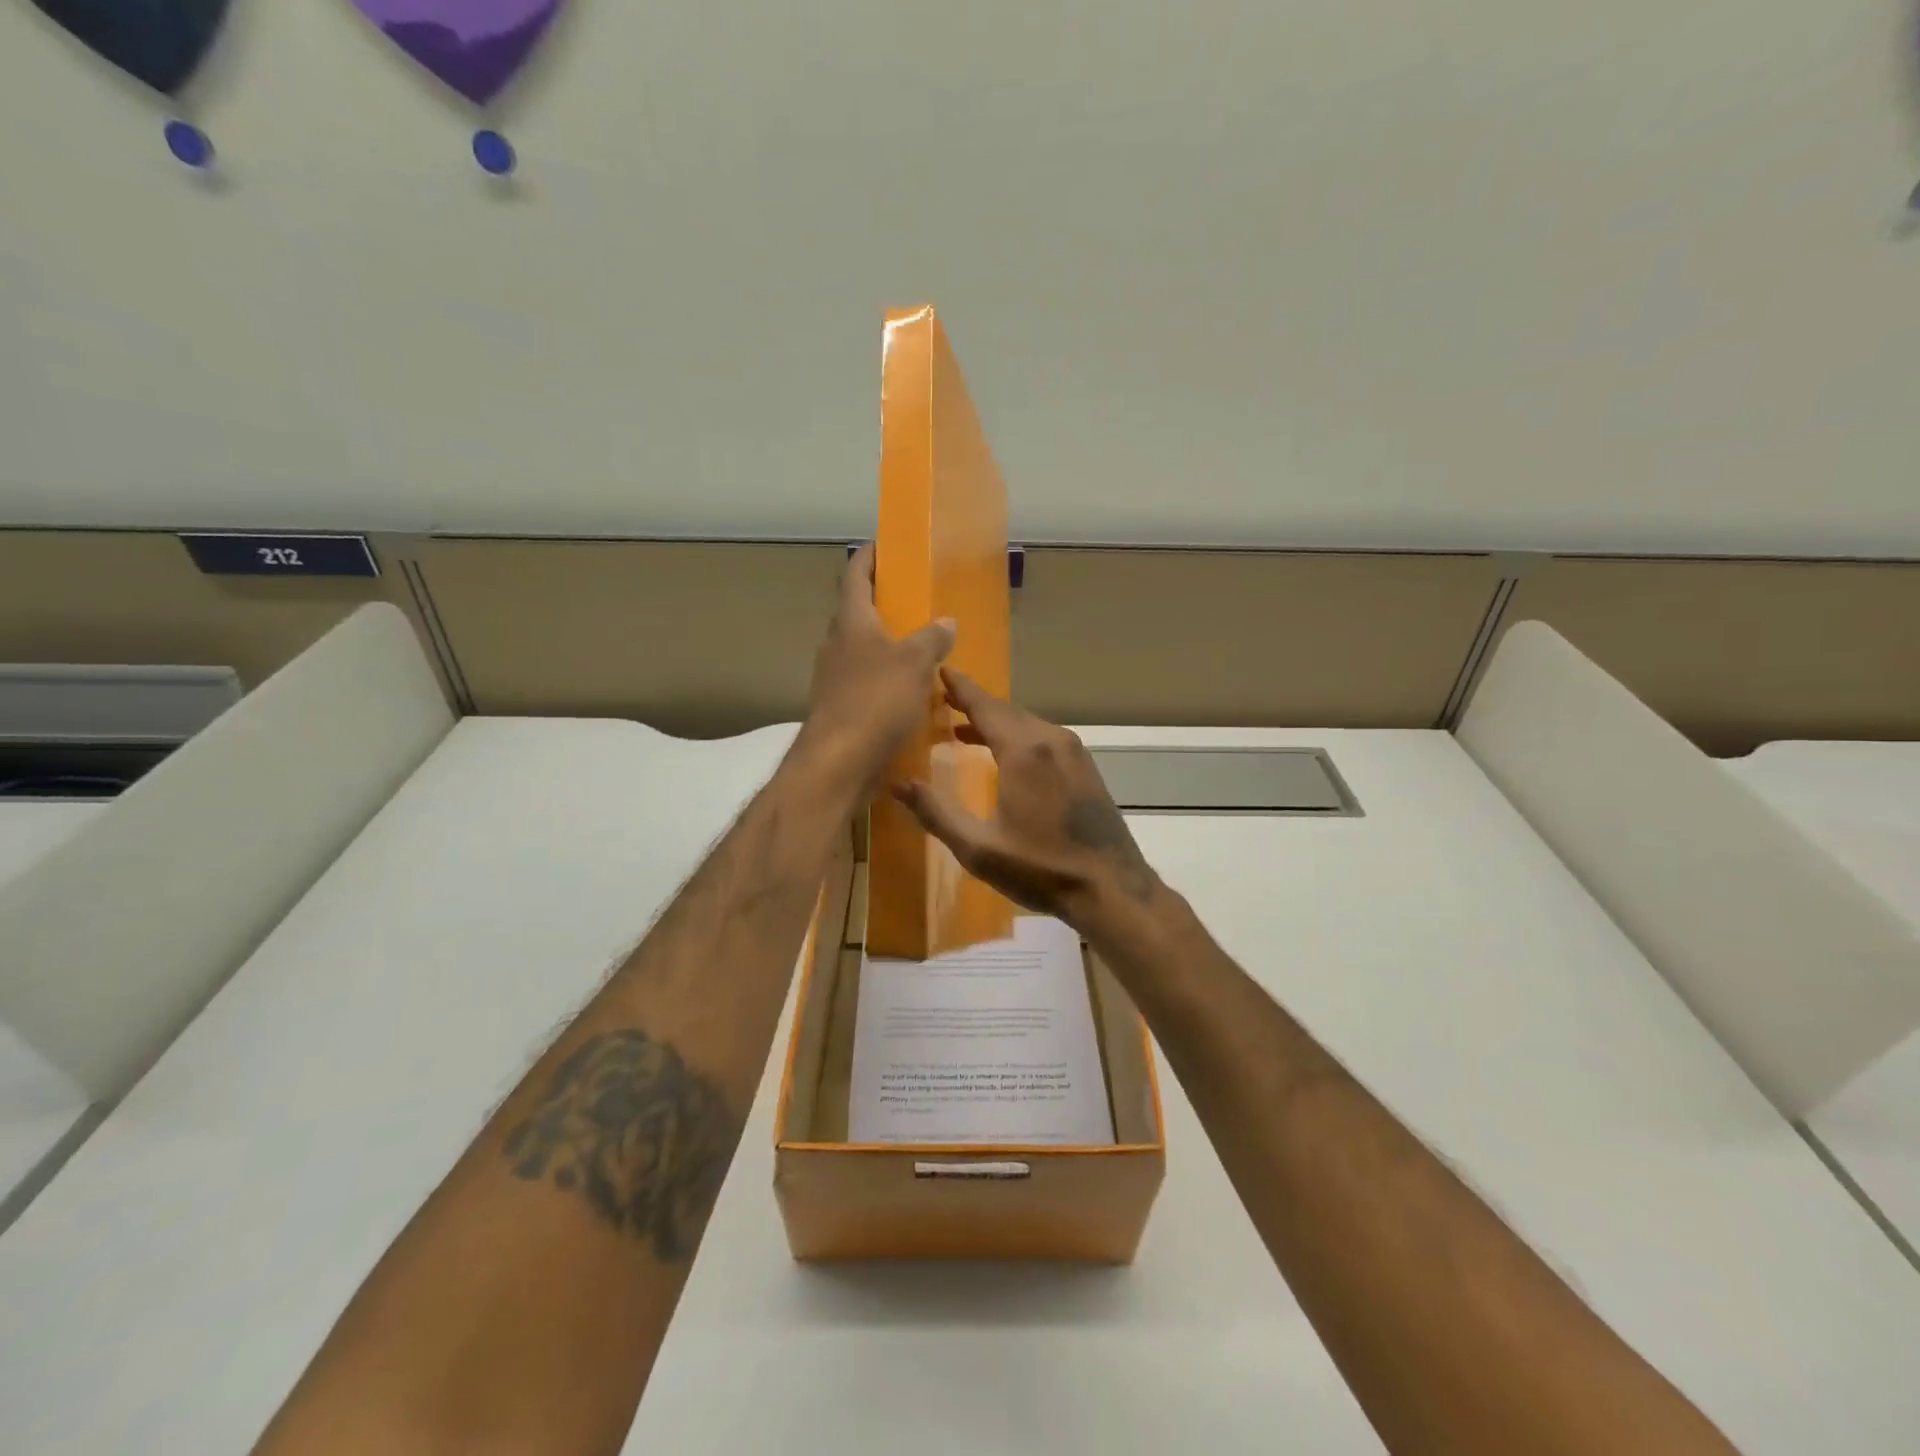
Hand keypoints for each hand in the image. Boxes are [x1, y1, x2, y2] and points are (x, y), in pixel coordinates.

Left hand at [797, 545, 955, 794]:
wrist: (839, 762)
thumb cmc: (876, 701)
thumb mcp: (914, 664)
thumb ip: (931, 639)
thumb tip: (946, 621)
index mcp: (851, 623)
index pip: (855, 576)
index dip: (868, 557)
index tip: (883, 544)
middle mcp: (837, 645)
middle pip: (857, 614)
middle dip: (882, 604)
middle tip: (914, 601)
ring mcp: (834, 679)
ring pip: (861, 651)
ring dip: (885, 646)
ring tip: (920, 648)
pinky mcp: (840, 709)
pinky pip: (865, 684)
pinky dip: (885, 680)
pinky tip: (909, 692)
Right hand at [893, 670, 1161, 933]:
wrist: (1111, 888)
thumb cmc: (1040, 868)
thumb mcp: (979, 848)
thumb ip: (936, 813)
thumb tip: (898, 784)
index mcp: (1024, 750)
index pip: (985, 706)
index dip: (961, 688)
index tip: (941, 670)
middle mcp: (1051, 739)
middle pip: (1006, 711)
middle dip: (975, 704)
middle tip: (945, 700)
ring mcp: (1074, 752)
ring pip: (1027, 724)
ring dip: (997, 722)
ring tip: (965, 728)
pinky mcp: (1085, 768)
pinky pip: (1045, 738)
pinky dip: (1019, 736)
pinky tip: (1005, 755)